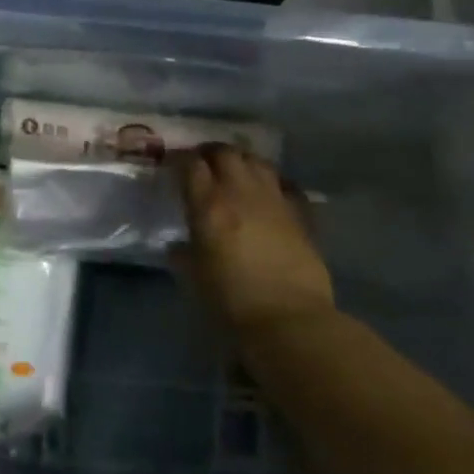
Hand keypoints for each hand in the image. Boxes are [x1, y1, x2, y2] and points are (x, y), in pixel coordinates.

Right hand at [173, 144, 333, 330]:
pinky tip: (268, 192)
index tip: (172, 164)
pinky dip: (273, 182)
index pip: (191, 165)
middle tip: (202, 163)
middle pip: (225, 153)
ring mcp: (275, 201)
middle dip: (210, 153)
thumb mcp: (194, 278)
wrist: (290, 320)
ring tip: (234, 171)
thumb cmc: (231, 302)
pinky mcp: (301, 215)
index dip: (180, 160)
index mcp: (209, 206)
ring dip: (242, 161)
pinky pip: (285, 185)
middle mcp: (241, 193)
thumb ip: (183, 254)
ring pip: (258, 161)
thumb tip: (178, 246)